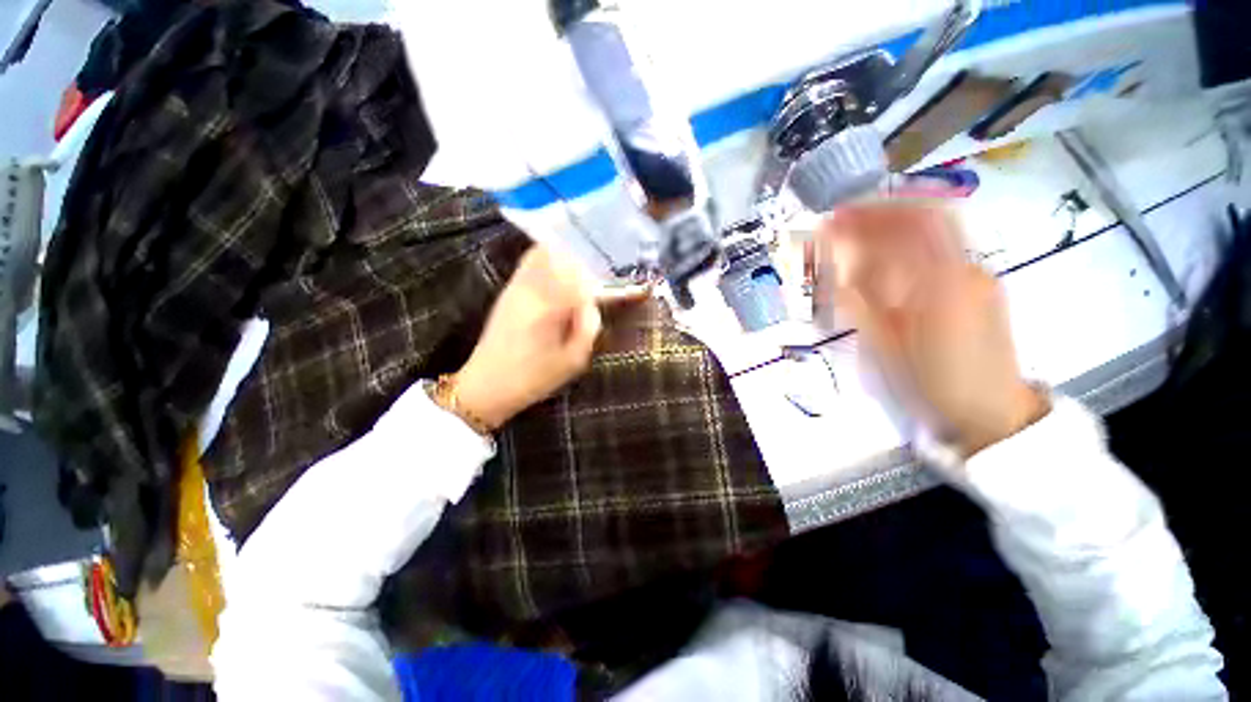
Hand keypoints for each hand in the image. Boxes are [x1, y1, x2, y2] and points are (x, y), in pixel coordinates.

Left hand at [454, 246, 641, 429]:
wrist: (488, 385)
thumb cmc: (534, 377)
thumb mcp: (573, 360)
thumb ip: (589, 327)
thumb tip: (592, 302)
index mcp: (549, 306)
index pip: (578, 271)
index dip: (596, 269)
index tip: (608, 275)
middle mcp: (531, 288)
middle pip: (560, 253)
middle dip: (581, 257)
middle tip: (597, 269)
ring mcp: (516, 286)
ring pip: (543, 253)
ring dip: (564, 256)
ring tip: (580, 271)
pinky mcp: (508, 291)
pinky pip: (530, 263)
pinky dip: (548, 261)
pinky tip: (559, 279)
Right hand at [816, 202, 1048, 456]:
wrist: (992, 409)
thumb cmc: (935, 382)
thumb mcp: (888, 347)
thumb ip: (862, 306)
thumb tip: (834, 273)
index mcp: (943, 285)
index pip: (906, 227)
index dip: (867, 216)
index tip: (833, 220)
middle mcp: (966, 268)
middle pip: (924, 218)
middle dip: (879, 213)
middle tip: (841, 221)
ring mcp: (977, 274)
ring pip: (934, 232)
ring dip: (893, 226)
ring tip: (857, 236)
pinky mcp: (978, 284)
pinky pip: (940, 250)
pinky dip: (909, 244)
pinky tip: (885, 258)